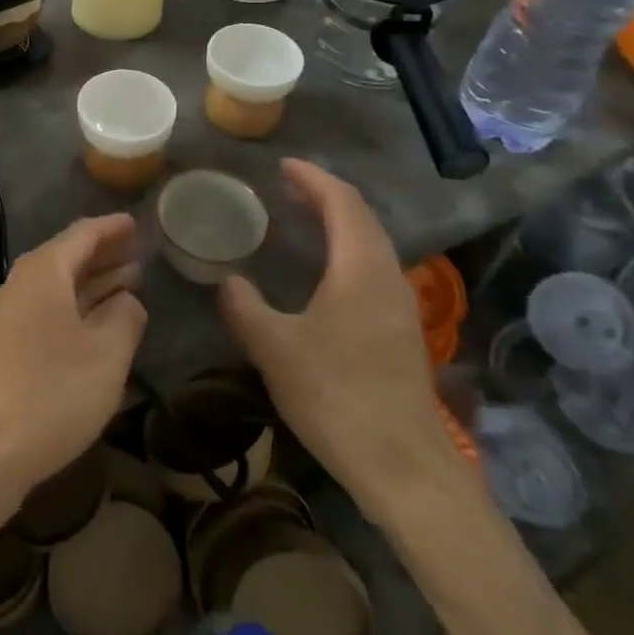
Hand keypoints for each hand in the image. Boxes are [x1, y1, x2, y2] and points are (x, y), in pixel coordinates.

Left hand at [0, 215, 145, 516]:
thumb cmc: (52, 393)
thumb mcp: (106, 354)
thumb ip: (125, 317)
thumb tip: (127, 300)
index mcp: (45, 271)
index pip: (83, 234)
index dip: (112, 228)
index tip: (136, 223)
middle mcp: (21, 284)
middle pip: (67, 258)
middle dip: (104, 256)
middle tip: (138, 255)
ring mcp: (7, 316)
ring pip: (57, 288)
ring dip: (92, 285)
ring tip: (127, 287)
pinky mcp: (3, 347)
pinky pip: (47, 312)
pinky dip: (75, 310)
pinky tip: (95, 328)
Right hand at [220, 159, 454, 517]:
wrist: (405, 469)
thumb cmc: (336, 396)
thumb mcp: (274, 349)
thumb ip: (244, 307)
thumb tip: (228, 280)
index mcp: (360, 269)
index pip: (342, 202)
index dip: (313, 178)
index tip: (283, 166)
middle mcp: (387, 276)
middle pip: (362, 217)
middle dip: (326, 194)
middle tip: (289, 187)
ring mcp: (401, 304)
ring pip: (372, 243)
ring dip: (340, 221)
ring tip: (304, 218)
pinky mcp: (402, 330)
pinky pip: (374, 266)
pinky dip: (348, 248)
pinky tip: (326, 271)